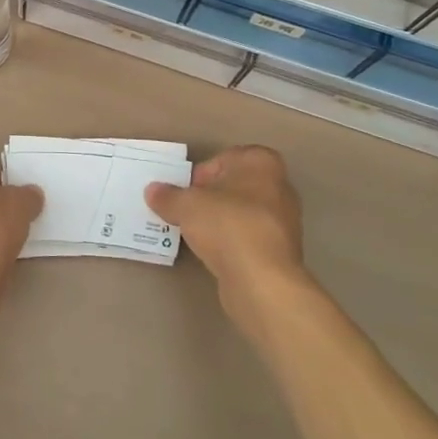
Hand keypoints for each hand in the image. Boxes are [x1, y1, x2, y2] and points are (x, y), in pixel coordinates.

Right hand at [146, 146, 311, 338]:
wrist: (262, 280)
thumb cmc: (227, 225)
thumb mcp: (186, 205)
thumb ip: (168, 196)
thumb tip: (153, 191)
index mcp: (262, 163)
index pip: (226, 158)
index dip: (203, 172)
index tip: (187, 190)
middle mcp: (279, 187)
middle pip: (236, 185)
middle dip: (211, 197)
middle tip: (187, 210)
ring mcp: (284, 221)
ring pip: (243, 213)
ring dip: (221, 221)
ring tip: (195, 233)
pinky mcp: (281, 251)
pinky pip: (249, 238)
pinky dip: (232, 242)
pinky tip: (213, 253)